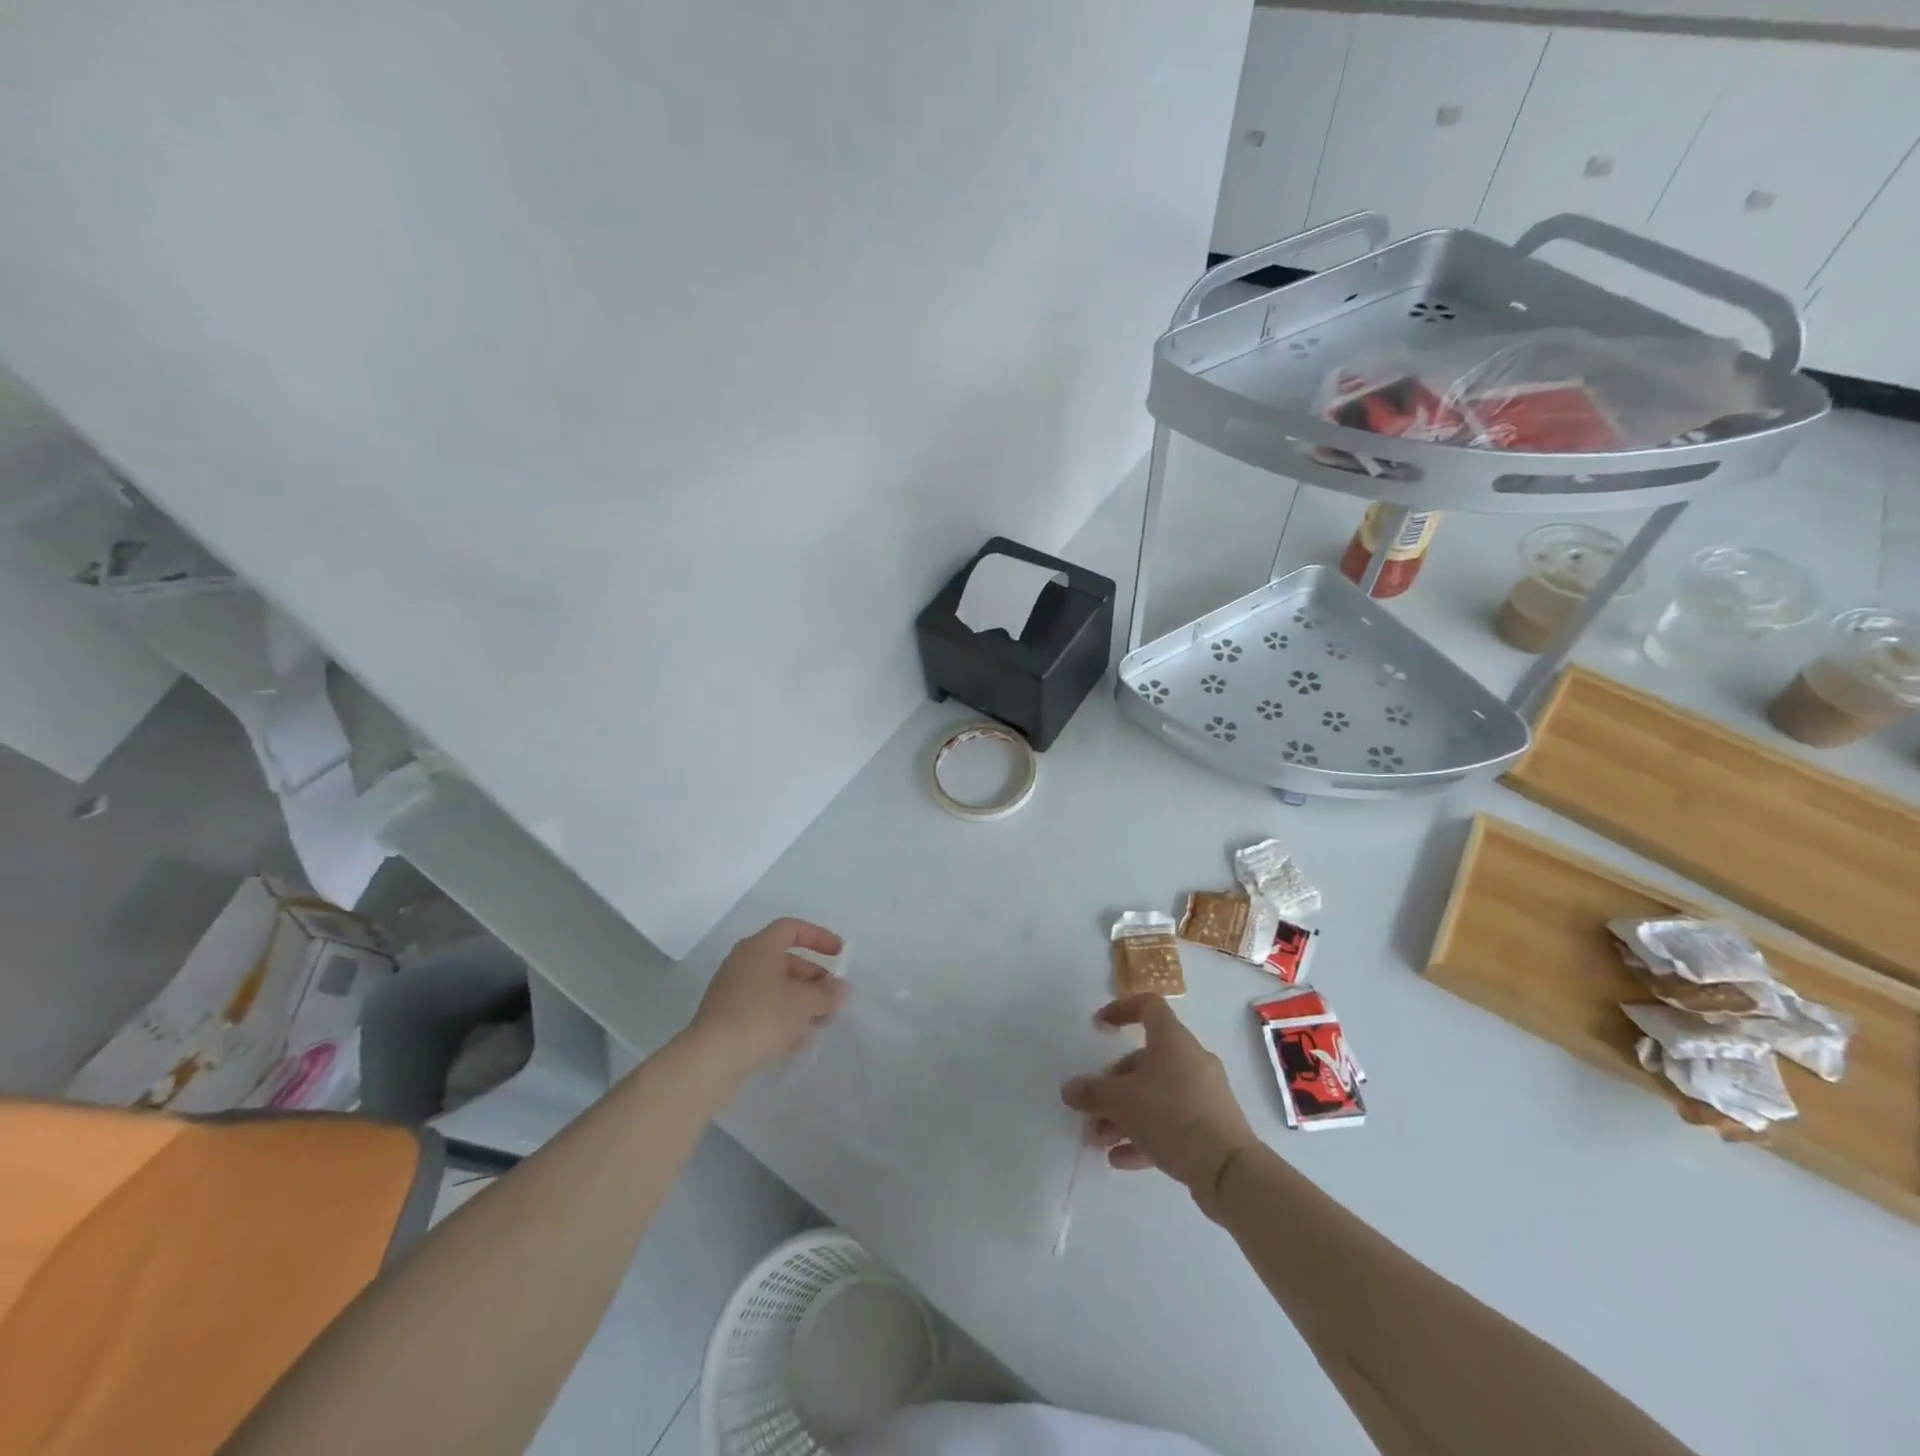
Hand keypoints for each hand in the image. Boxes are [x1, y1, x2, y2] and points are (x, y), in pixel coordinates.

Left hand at [688, 918, 848, 1077]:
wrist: (711, 1059)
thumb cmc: (762, 1016)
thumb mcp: (804, 1002)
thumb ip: (827, 993)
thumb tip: (842, 988)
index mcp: (759, 947)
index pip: (792, 929)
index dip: (819, 937)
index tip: (840, 955)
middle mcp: (743, 963)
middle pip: (786, 961)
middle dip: (814, 978)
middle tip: (833, 997)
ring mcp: (733, 992)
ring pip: (775, 988)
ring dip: (801, 1002)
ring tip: (822, 1023)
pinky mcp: (728, 1019)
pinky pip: (763, 1009)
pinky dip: (783, 1018)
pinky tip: (798, 1040)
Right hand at [1061, 995, 1257, 1211]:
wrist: (1229, 1169)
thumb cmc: (1172, 1116)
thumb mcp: (1122, 1102)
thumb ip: (1092, 1093)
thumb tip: (1069, 1090)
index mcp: (1172, 1040)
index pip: (1148, 1006)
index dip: (1121, 1010)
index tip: (1099, 1027)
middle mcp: (1191, 1060)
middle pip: (1145, 1061)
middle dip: (1114, 1086)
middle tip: (1092, 1109)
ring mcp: (1204, 1094)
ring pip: (1157, 1095)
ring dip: (1125, 1115)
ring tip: (1099, 1141)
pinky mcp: (1211, 1127)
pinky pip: (1172, 1123)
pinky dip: (1145, 1135)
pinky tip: (1121, 1159)